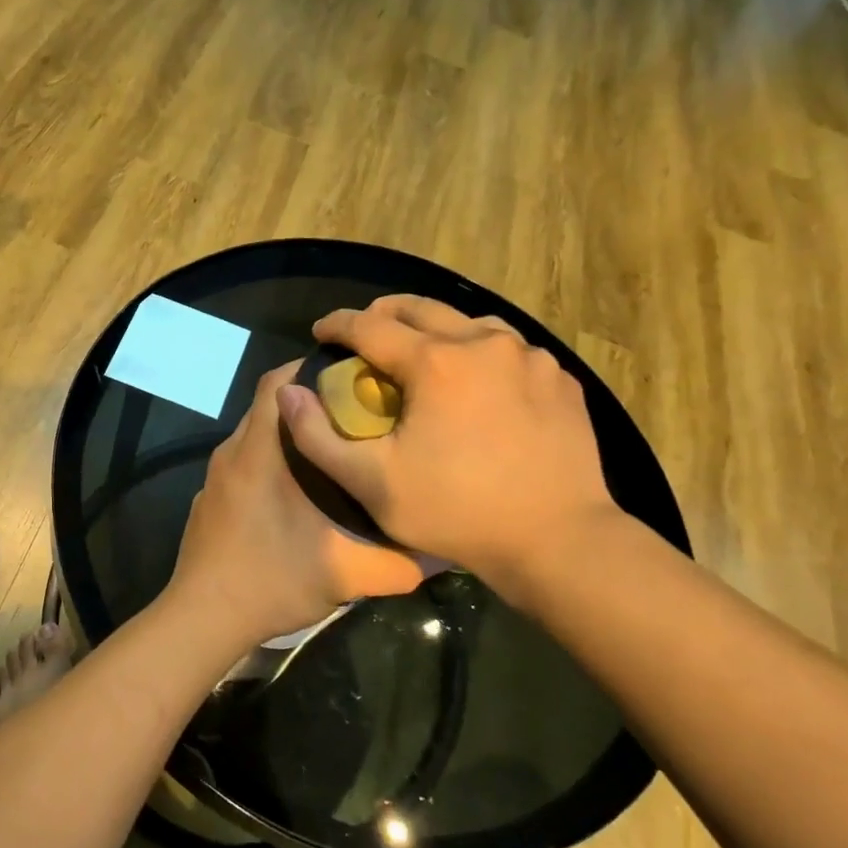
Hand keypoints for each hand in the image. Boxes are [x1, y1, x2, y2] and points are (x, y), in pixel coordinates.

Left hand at [165, 363, 425, 651]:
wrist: (202, 618)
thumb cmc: (269, 581)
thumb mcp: (342, 574)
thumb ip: (396, 562)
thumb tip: (444, 552)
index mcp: (258, 453)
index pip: (277, 383)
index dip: (311, 369)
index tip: (353, 376)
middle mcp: (232, 453)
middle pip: (270, 405)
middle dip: (311, 401)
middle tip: (358, 413)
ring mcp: (217, 478)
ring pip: (257, 435)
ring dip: (292, 434)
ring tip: (338, 450)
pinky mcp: (211, 499)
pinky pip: (245, 462)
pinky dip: (272, 460)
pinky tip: (300, 492)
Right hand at [275, 296, 618, 581]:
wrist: (558, 540)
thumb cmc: (456, 511)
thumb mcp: (370, 484)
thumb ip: (317, 436)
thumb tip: (288, 392)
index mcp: (435, 361)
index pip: (370, 325)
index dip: (337, 324)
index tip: (320, 332)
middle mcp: (484, 343)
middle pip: (421, 307)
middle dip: (383, 314)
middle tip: (362, 334)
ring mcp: (529, 358)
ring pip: (470, 322)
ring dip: (436, 330)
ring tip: (422, 354)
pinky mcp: (559, 379)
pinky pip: (509, 350)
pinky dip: (480, 355)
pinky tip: (476, 385)